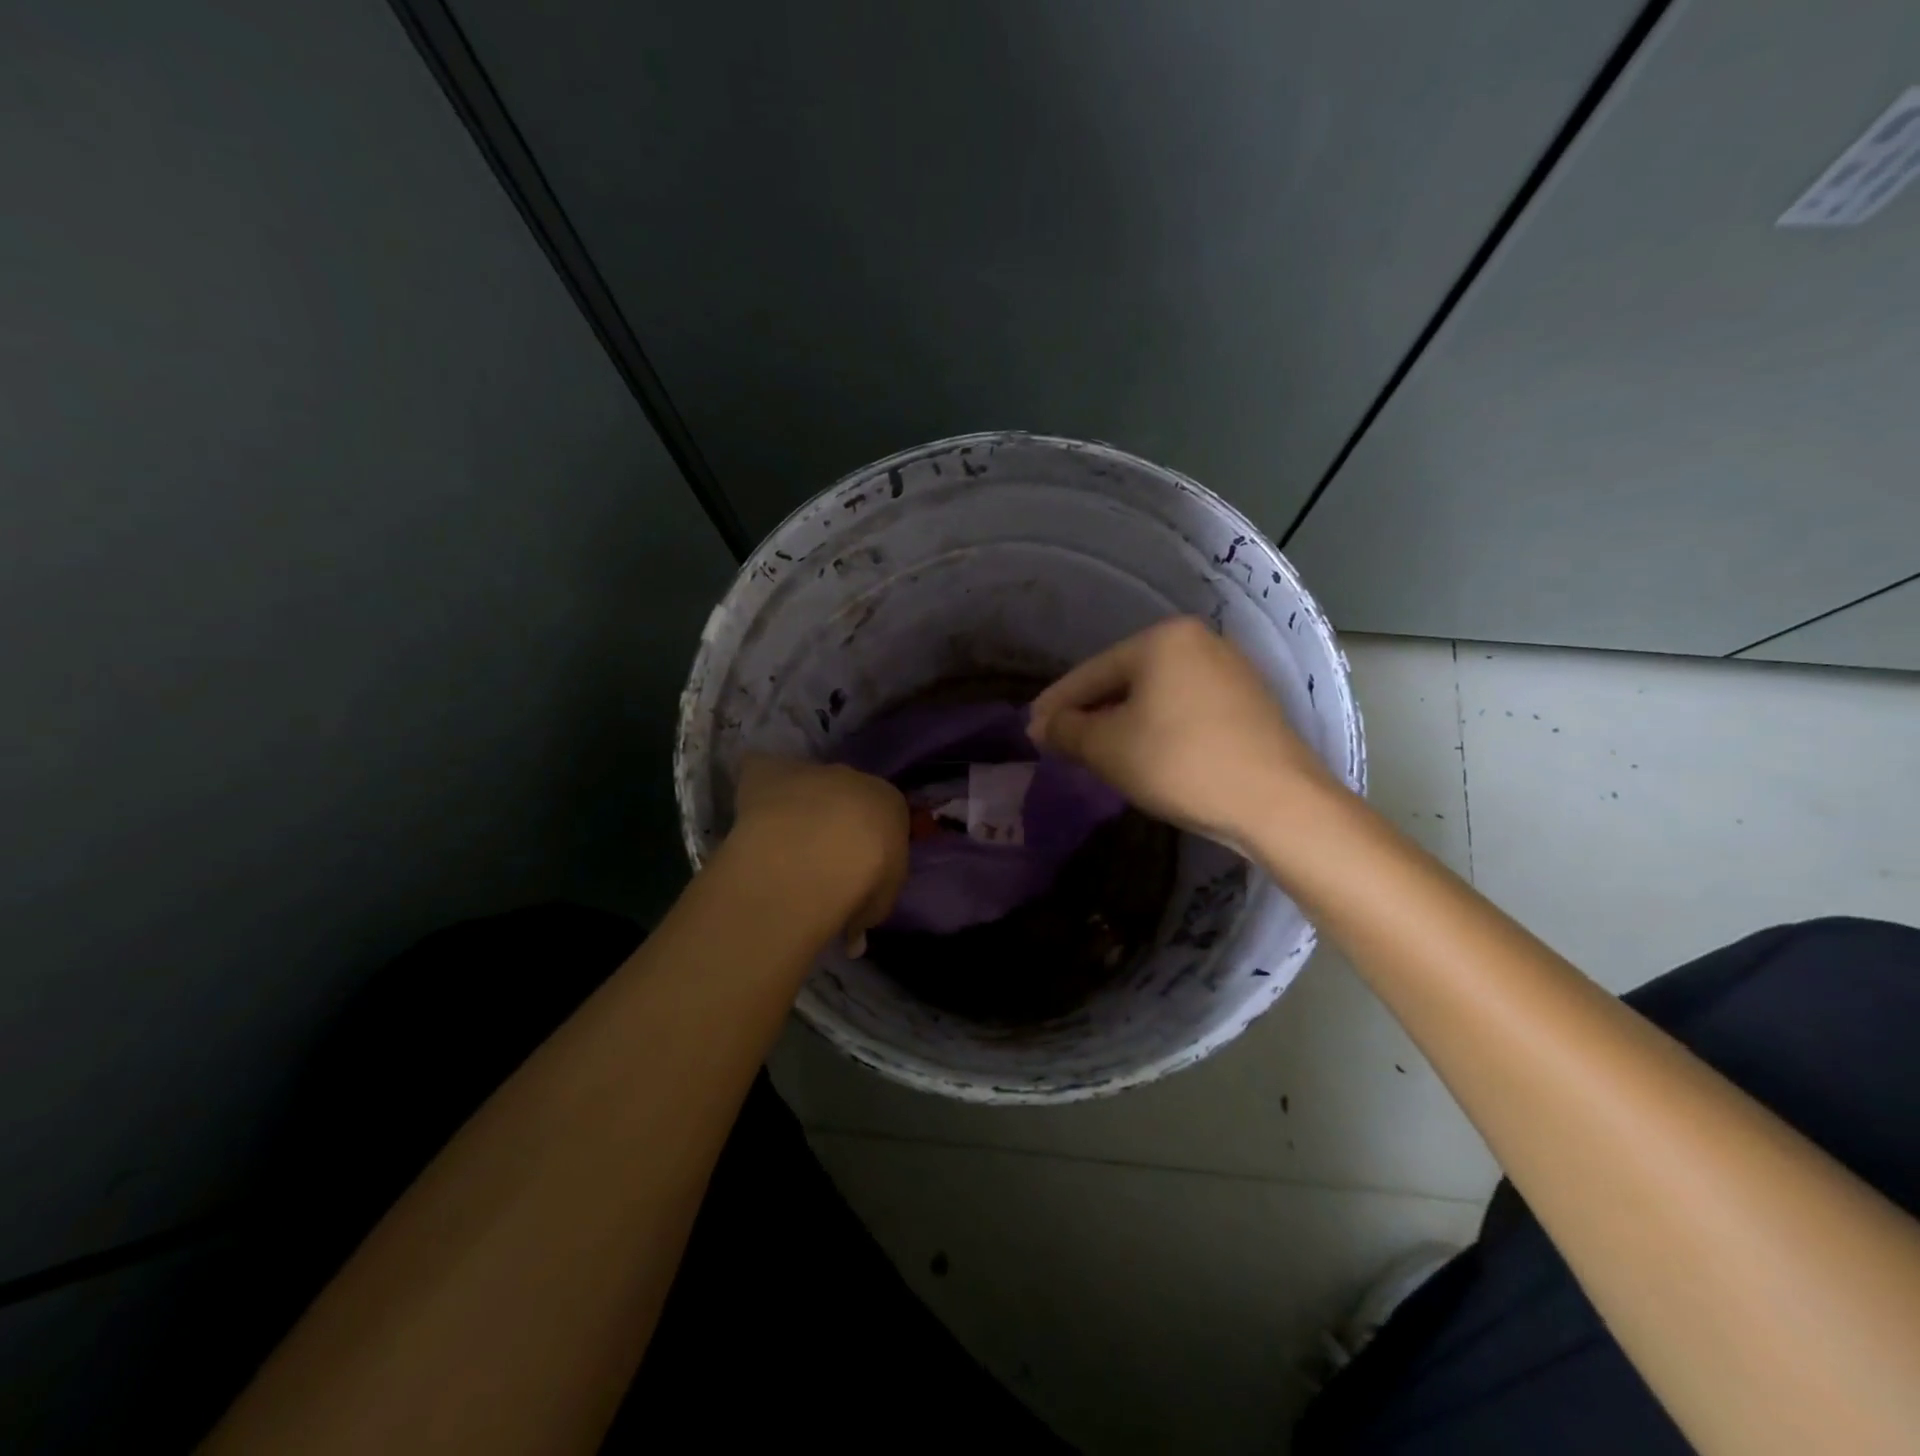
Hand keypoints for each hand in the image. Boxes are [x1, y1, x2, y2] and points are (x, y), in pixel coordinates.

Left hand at [730, 754, 908, 955]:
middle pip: (844, 794)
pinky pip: (760, 770)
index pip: (882, 816)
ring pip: (803, 782)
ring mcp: (809, 771)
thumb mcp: (878, 904)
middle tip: (815, 857)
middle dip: (832, 819)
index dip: (867, 843)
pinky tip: (748, 814)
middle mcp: (853, 778)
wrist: (820, 850)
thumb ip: (867, 910)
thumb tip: (854, 937)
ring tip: (779, 842)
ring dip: (794, 805)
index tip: (853, 871)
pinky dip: (754, 786)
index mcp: (889, 803)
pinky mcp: (767, 770)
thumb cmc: (865, 877)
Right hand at [1028, 617, 1330, 846]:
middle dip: (1091, 712)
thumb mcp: (1109, 748)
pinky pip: (1185, 708)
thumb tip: (1041, 725)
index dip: (1057, 704)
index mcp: (1163, 639)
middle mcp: (1199, 641)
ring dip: (1123, 721)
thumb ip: (1067, 730)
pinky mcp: (1249, 702)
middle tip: (1062, 742)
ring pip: (1157, 695)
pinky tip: (1147, 753)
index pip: (1093, 672)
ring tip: (1099, 751)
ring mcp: (1230, 670)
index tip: (1031, 730)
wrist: (1277, 802)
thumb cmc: (1180, 763)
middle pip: (1126, 679)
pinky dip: (1158, 727)